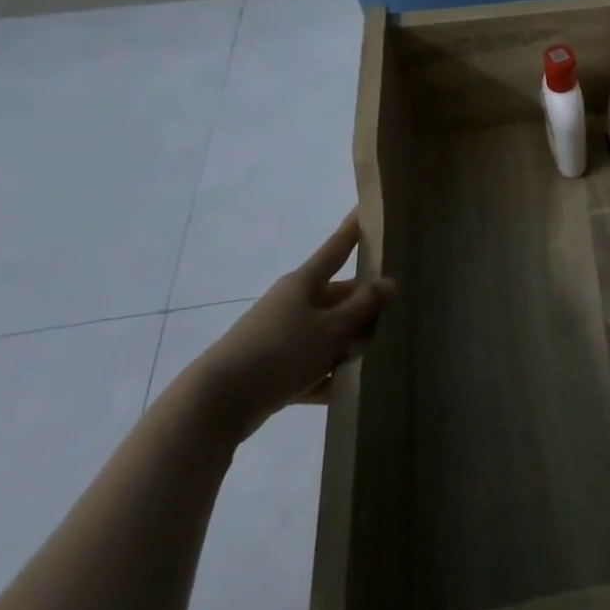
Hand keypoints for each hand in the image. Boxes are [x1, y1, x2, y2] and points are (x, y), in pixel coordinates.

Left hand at [188, 209, 393, 440]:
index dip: (353, 229)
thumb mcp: (332, 328)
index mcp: (304, 284)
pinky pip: (310, 367)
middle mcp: (292, 303)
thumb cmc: (281, 352)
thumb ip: (363, 306)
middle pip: (338, 298)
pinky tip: (344, 391)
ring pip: (327, 333)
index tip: (366, 207)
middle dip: (363, 309)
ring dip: (347, 347)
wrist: (218, 402)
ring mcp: (281, 335)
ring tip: (371, 360)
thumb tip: (388, 283)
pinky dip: (325, 377)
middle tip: (391, 319)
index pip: (337, 248)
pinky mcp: (273, 368)